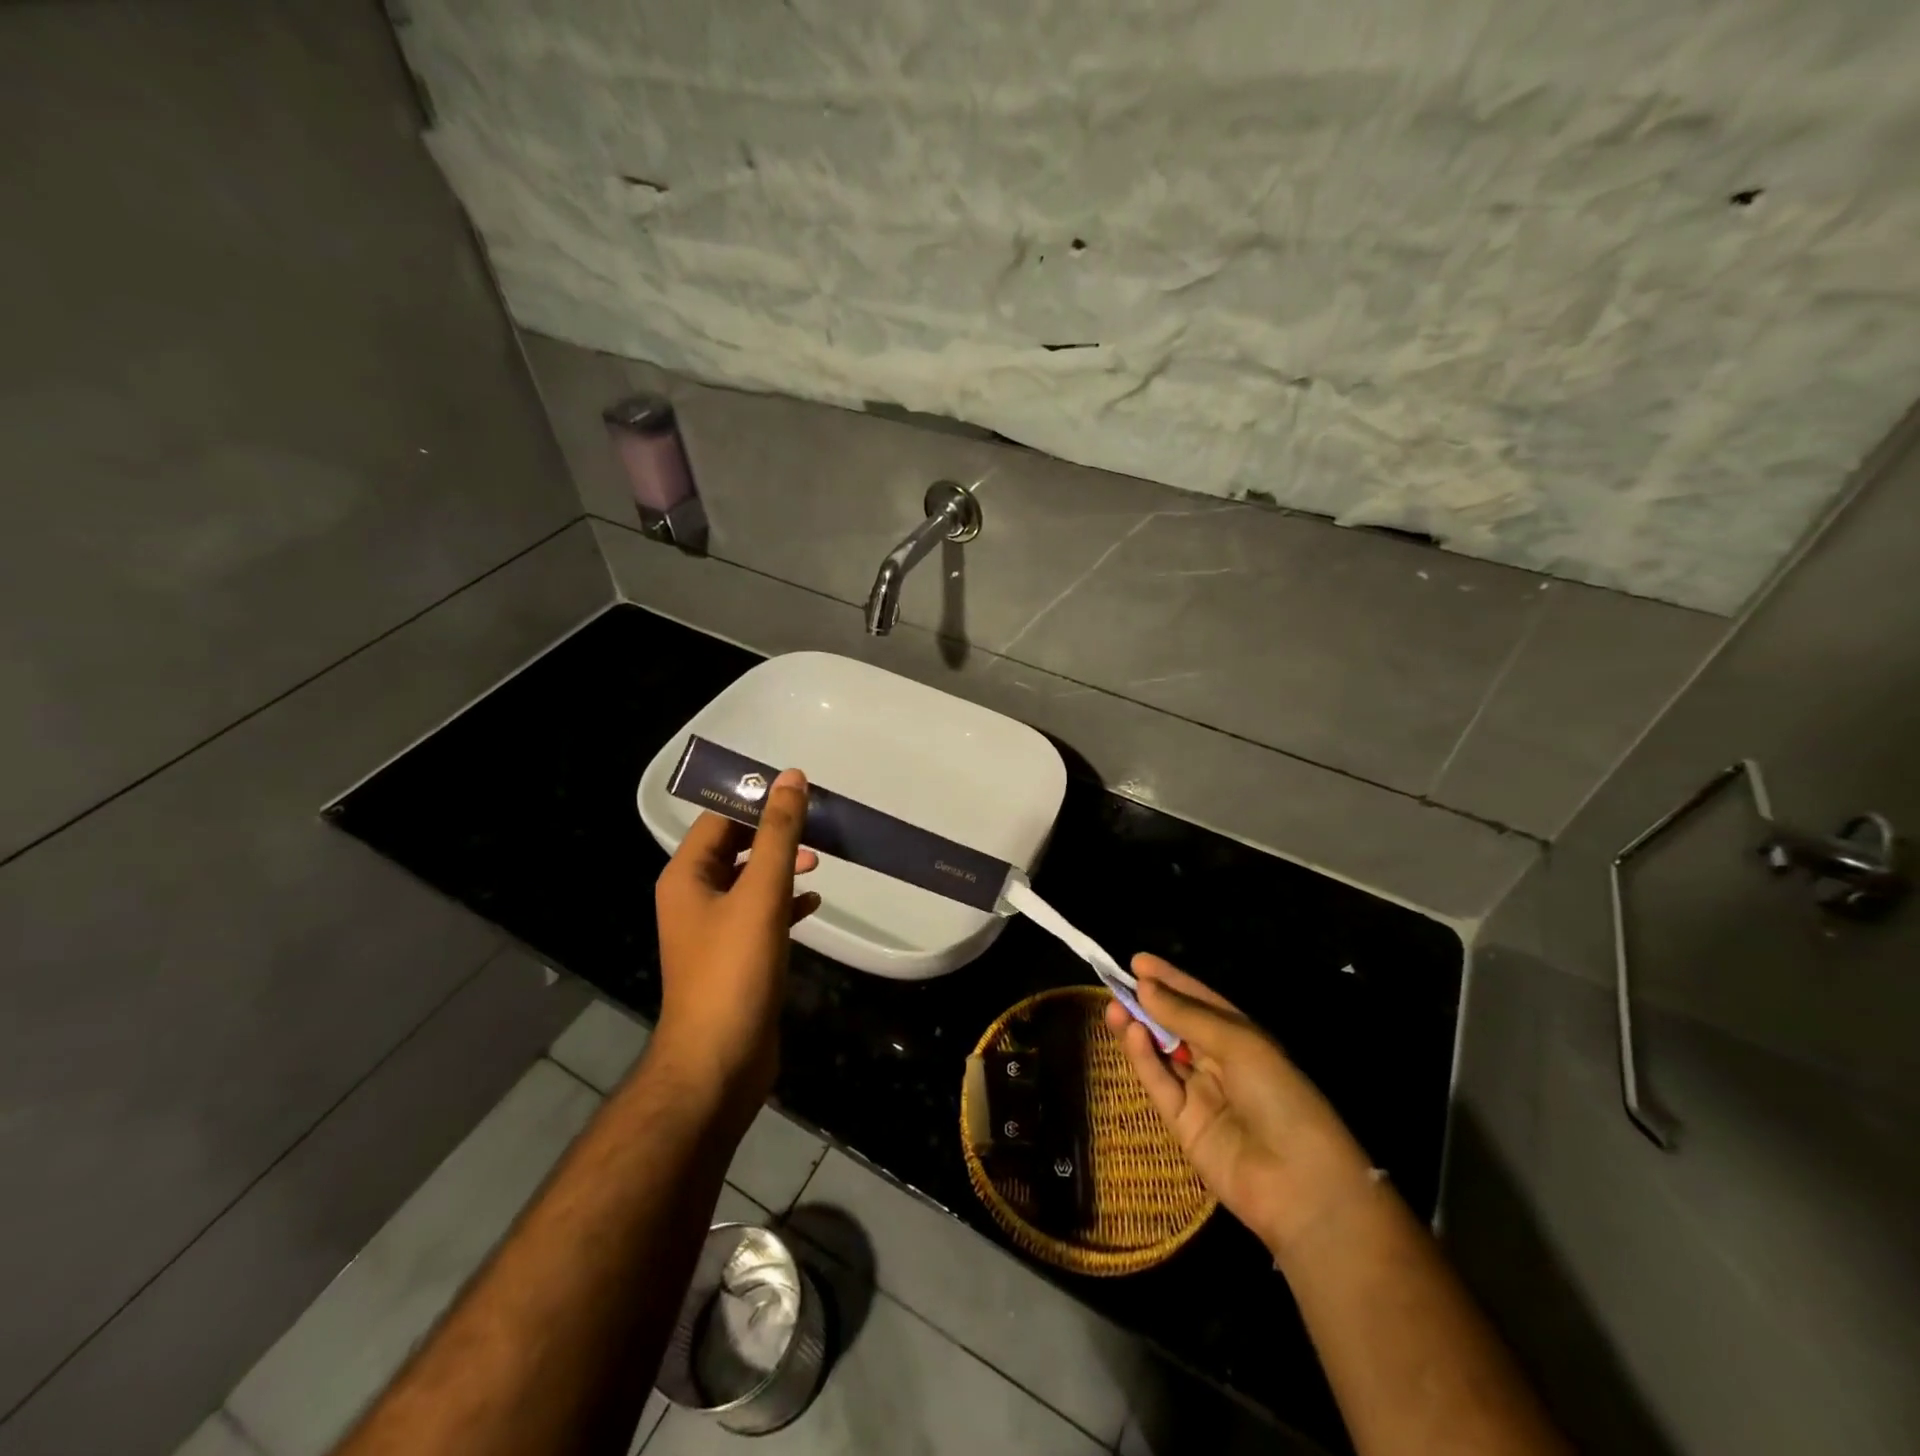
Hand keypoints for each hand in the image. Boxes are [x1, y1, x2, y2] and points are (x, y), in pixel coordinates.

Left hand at [652, 770, 820, 1117]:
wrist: (719, 1062)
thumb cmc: (734, 970)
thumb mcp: (761, 893)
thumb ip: (778, 834)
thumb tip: (790, 777)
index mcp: (686, 876)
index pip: (719, 818)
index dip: (756, 800)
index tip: (799, 791)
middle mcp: (693, 897)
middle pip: (734, 847)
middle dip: (774, 834)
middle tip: (816, 825)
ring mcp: (712, 930)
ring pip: (749, 881)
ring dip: (782, 867)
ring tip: (819, 861)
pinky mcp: (734, 957)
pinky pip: (760, 915)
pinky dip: (785, 903)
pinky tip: (813, 904)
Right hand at [1106, 954, 1380, 1264]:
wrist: (1299, 1184)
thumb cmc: (1279, 1096)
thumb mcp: (1238, 1043)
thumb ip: (1187, 1015)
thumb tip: (1144, 985)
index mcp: (1243, 1039)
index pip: (1200, 1001)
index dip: (1170, 980)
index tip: (1137, 961)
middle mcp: (1220, 1063)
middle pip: (1177, 1025)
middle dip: (1149, 1003)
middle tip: (1117, 982)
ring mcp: (1200, 1094)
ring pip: (1162, 1053)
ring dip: (1139, 1028)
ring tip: (1114, 1006)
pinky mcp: (1183, 1124)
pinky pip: (1159, 1084)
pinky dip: (1143, 1059)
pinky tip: (1131, 1034)